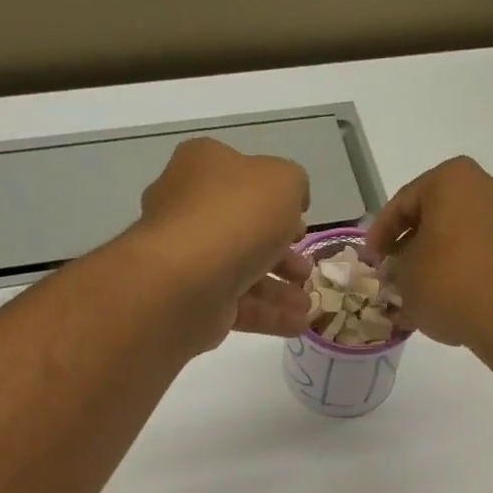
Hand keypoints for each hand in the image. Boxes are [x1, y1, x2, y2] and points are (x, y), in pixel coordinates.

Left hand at [132, 138, 312, 345]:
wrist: (185, 280)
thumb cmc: (236, 217)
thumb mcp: (282, 182)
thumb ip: (294, 185)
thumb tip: (292, 204)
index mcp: (203, 167)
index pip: (243, 178)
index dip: (276, 200)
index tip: (302, 223)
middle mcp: (190, 210)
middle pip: (244, 231)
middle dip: (282, 253)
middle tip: (306, 270)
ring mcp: (188, 259)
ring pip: (243, 272)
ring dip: (280, 289)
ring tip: (307, 304)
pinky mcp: (193, 301)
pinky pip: (238, 306)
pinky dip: (269, 315)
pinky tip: (299, 324)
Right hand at [366, 157, 492, 357]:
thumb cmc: (451, 286)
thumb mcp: (406, 280)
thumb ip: (395, 269)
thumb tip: (399, 272)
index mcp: (452, 180)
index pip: (402, 203)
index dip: (380, 234)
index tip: (371, 260)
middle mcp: (486, 186)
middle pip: (434, 215)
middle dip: (410, 244)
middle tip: (392, 272)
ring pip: (458, 233)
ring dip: (434, 258)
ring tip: (416, 291)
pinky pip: (480, 250)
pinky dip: (459, 268)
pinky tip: (444, 298)